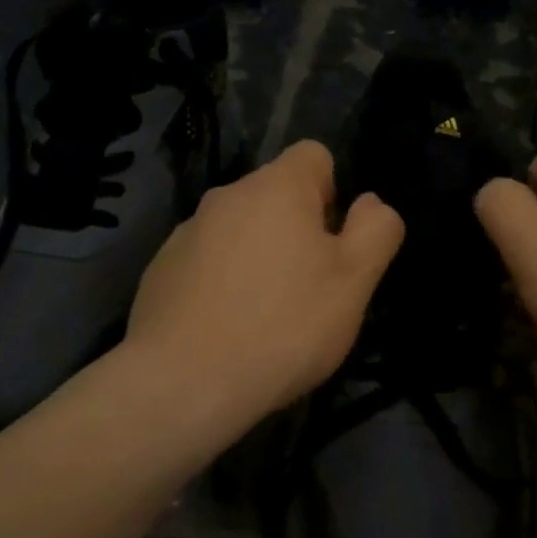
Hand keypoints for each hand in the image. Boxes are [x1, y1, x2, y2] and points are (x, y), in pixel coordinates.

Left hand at [125, 140, 403, 423]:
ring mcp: (187, 232)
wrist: (185, 382)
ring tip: (267, 315)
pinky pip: (207, 261)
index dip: (334, 192)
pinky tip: (228, 327)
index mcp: (277, 188)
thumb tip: (370, 202)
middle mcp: (226, 196)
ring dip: (260, 256)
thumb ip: (376, 230)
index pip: (314, 155)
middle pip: (276, 195)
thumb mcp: (355, 281)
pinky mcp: (161, 270)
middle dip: (298, 229)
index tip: (334, 243)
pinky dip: (223, 282)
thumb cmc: (285, 326)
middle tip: (310, 288)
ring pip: (240, 230)